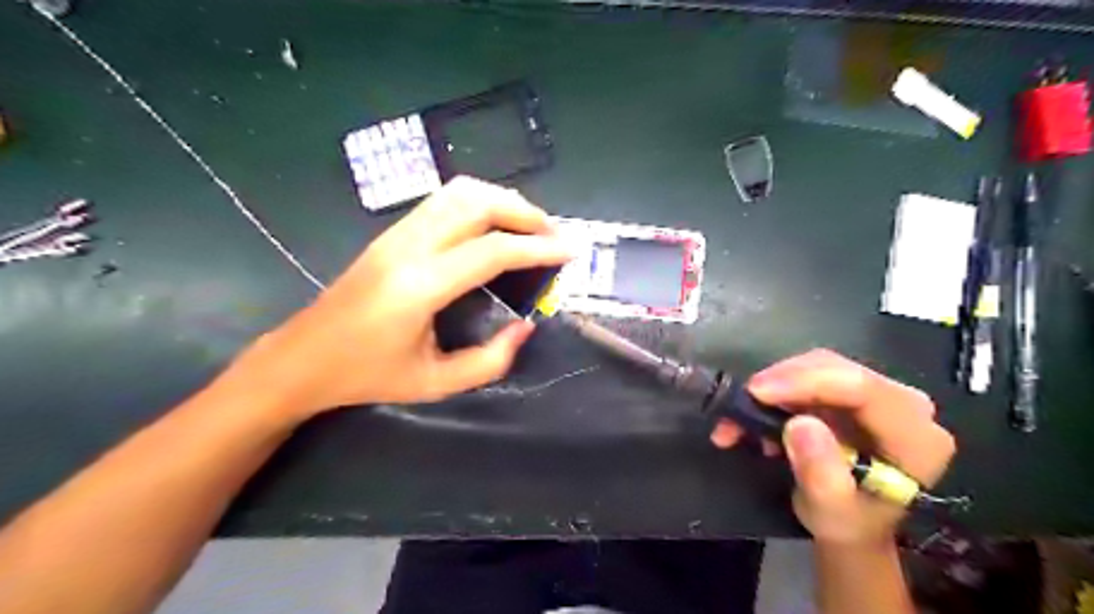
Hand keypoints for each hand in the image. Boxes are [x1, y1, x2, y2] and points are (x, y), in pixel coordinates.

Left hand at [230, 176, 571, 419]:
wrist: (303, 358)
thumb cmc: (368, 376)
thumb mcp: (435, 382)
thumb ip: (489, 360)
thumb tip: (526, 326)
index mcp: (419, 287)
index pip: (491, 251)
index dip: (537, 248)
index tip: (569, 251)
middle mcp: (408, 248)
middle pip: (476, 203)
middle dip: (524, 213)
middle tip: (553, 235)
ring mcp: (396, 234)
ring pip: (458, 192)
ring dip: (502, 201)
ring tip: (530, 226)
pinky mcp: (391, 233)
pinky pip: (444, 201)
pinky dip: (480, 202)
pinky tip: (494, 225)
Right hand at [710, 351, 959, 545]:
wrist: (852, 523)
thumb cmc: (847, 522)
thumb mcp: (830, 510)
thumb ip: (820, 472)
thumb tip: (799, 424)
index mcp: (915, 438)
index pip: (864, 389)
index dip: (807, 382)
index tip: (757, 392)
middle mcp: (904, 406)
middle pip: (837, 370)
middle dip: (783, 381)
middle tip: (743, 401)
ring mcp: (877, 394)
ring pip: (818, 367)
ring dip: (774, 386)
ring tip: (743, 415)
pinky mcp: (852, 391)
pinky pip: (810, 374)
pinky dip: (777, 390)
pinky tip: (758, 414)